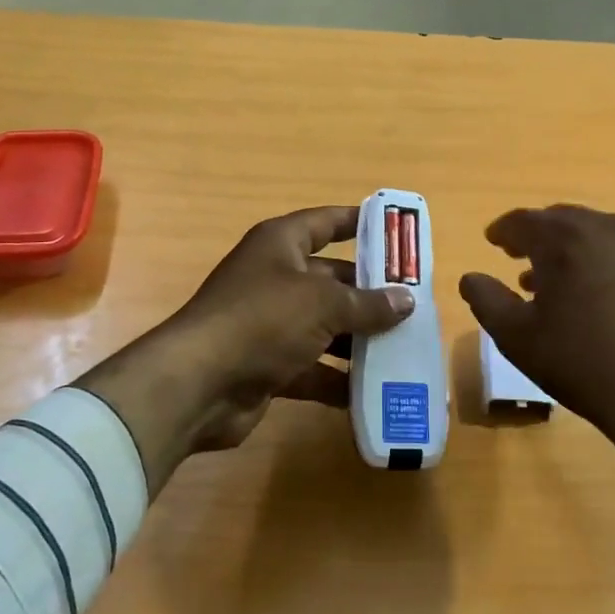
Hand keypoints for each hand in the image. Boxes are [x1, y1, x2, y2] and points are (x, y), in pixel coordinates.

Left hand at [76, 207, 413, 494]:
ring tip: (405, 349)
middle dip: (370, 293)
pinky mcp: (268, 365)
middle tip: (415, 305)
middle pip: (332, 279)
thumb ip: (367, 302)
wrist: (199, 385)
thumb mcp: (322, 304)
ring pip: (325, 327)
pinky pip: (313, 368)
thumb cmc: (262, 321)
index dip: (358, 222)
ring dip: (359, 340)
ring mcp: (270, 324)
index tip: (395, 229)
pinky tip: (374, 391)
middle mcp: (275, 278)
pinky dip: (338, 380)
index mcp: (280, 245)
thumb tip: (406, 300)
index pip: (325, 222)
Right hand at [460, 205, 614, 543]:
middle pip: (562, 219)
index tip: (492, 241)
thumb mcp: (516, 336)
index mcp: (563, 239)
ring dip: (569, 245)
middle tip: (518, 254)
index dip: (503, 230)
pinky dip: (599, 258)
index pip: (524, 221)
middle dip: (536, 234)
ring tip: (553, 277)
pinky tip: (595, 290)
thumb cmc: (579, 361)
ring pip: (595, 231)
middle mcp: (603, 231)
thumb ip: (486, 300)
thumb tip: (470, 278)